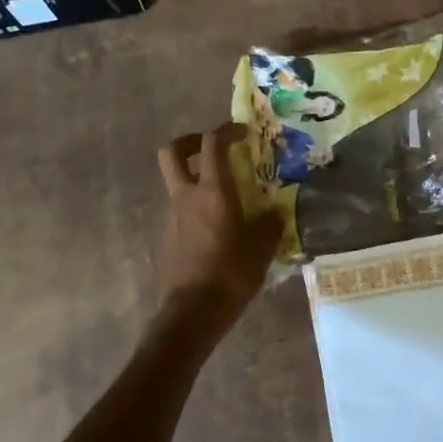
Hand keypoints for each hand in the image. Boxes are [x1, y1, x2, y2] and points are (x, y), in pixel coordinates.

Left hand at [155, 125, 283, 343]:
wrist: (192, 311)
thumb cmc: (230, 273)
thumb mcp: (261, 248)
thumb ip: (269, 224)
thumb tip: (273, 213)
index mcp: (212, 191)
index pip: (212, 144)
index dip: (226, 130)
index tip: (243, 131)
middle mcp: (187, 196)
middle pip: (172, 152)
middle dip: (190, 142)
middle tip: (212, 148)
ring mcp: (173, 216)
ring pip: (177, 181)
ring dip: (196, 177)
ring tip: (225, 193)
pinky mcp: (169, 236)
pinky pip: (182, 208)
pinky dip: (196, 205)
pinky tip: (219, 225)